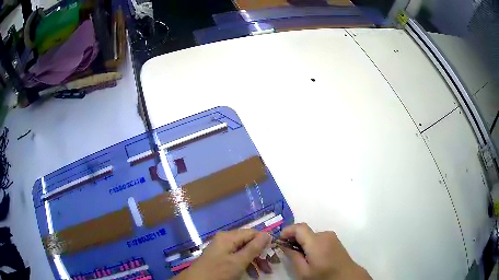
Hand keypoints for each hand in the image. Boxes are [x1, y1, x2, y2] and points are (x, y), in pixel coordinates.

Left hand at [174, 229, 270, 279]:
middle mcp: (225, 239)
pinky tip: (253, 273)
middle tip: (271, 264)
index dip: (264, 240)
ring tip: (265, 271)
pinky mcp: (221, 256)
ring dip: (255, 260)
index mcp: (228, 237)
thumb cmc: (218, 271)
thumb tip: (267, 234)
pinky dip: (246, 263)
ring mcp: (222, 248)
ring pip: (244, 250)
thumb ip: (253, 247)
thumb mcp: (238, 261)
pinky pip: (237, 257)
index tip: (274, 251)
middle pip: (248, 242)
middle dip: (260, 253)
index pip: (252, 232)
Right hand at [280, 223, 371, 279]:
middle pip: (304, 231)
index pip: (299, 227)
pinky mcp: (334, 240)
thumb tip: (284, 245)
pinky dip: (310, 243)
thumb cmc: (324, 276)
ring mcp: (331, 236)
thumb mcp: (304, 272)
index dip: (287, 230)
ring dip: (302, 242)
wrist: (346, 276)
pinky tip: (311, 255)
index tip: (279, 240)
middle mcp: (324, 235)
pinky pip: (318, 237)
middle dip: (293, 238)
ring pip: (310, 235)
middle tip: (287, 251)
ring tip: (300, 256)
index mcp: (316, 242)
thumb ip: (293, 257)